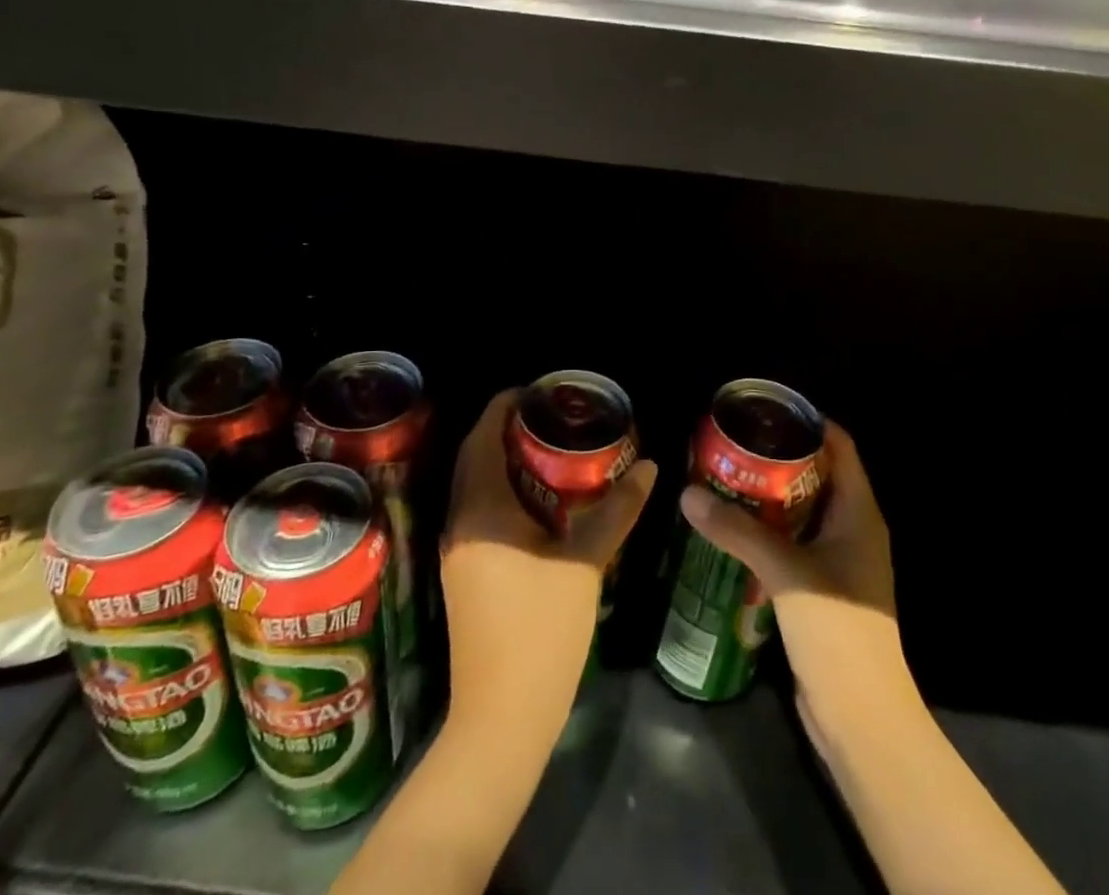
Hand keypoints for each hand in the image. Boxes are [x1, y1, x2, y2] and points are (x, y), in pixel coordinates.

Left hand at [442, 390, 656, 727]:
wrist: (501, 718)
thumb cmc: (541, 632)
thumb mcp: (585, 563)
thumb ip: (616, 510)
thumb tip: (650, 467)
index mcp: (481, 509)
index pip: (482, 437)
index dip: (504, 406)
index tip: (536, 391)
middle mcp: (460, 521)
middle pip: (474, 457)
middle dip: (504, 429)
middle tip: (548, 415)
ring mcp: (457, 550)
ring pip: (475, 485)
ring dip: (503, 460)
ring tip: (547, 447)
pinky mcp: (464, 572)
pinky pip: (479, 511)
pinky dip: (503, 490)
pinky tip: (538, 499)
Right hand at [679, 421, 906, 733]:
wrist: (862, 719)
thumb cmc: (837, 632)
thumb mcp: (784, 571)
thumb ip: (736, 530)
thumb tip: (688, 493)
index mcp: (859, 514)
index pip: (840, 448)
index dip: (809, 423)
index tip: (766, 409)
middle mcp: (853, 530)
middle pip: (818, 476)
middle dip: (778, 457)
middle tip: (734, 443)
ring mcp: (839, 563)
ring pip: (802, 512)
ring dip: (769, 496)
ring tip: (725, 477)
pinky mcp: (822, 591)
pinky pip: (793, 544)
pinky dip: (767, 531)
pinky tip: (731, 530)